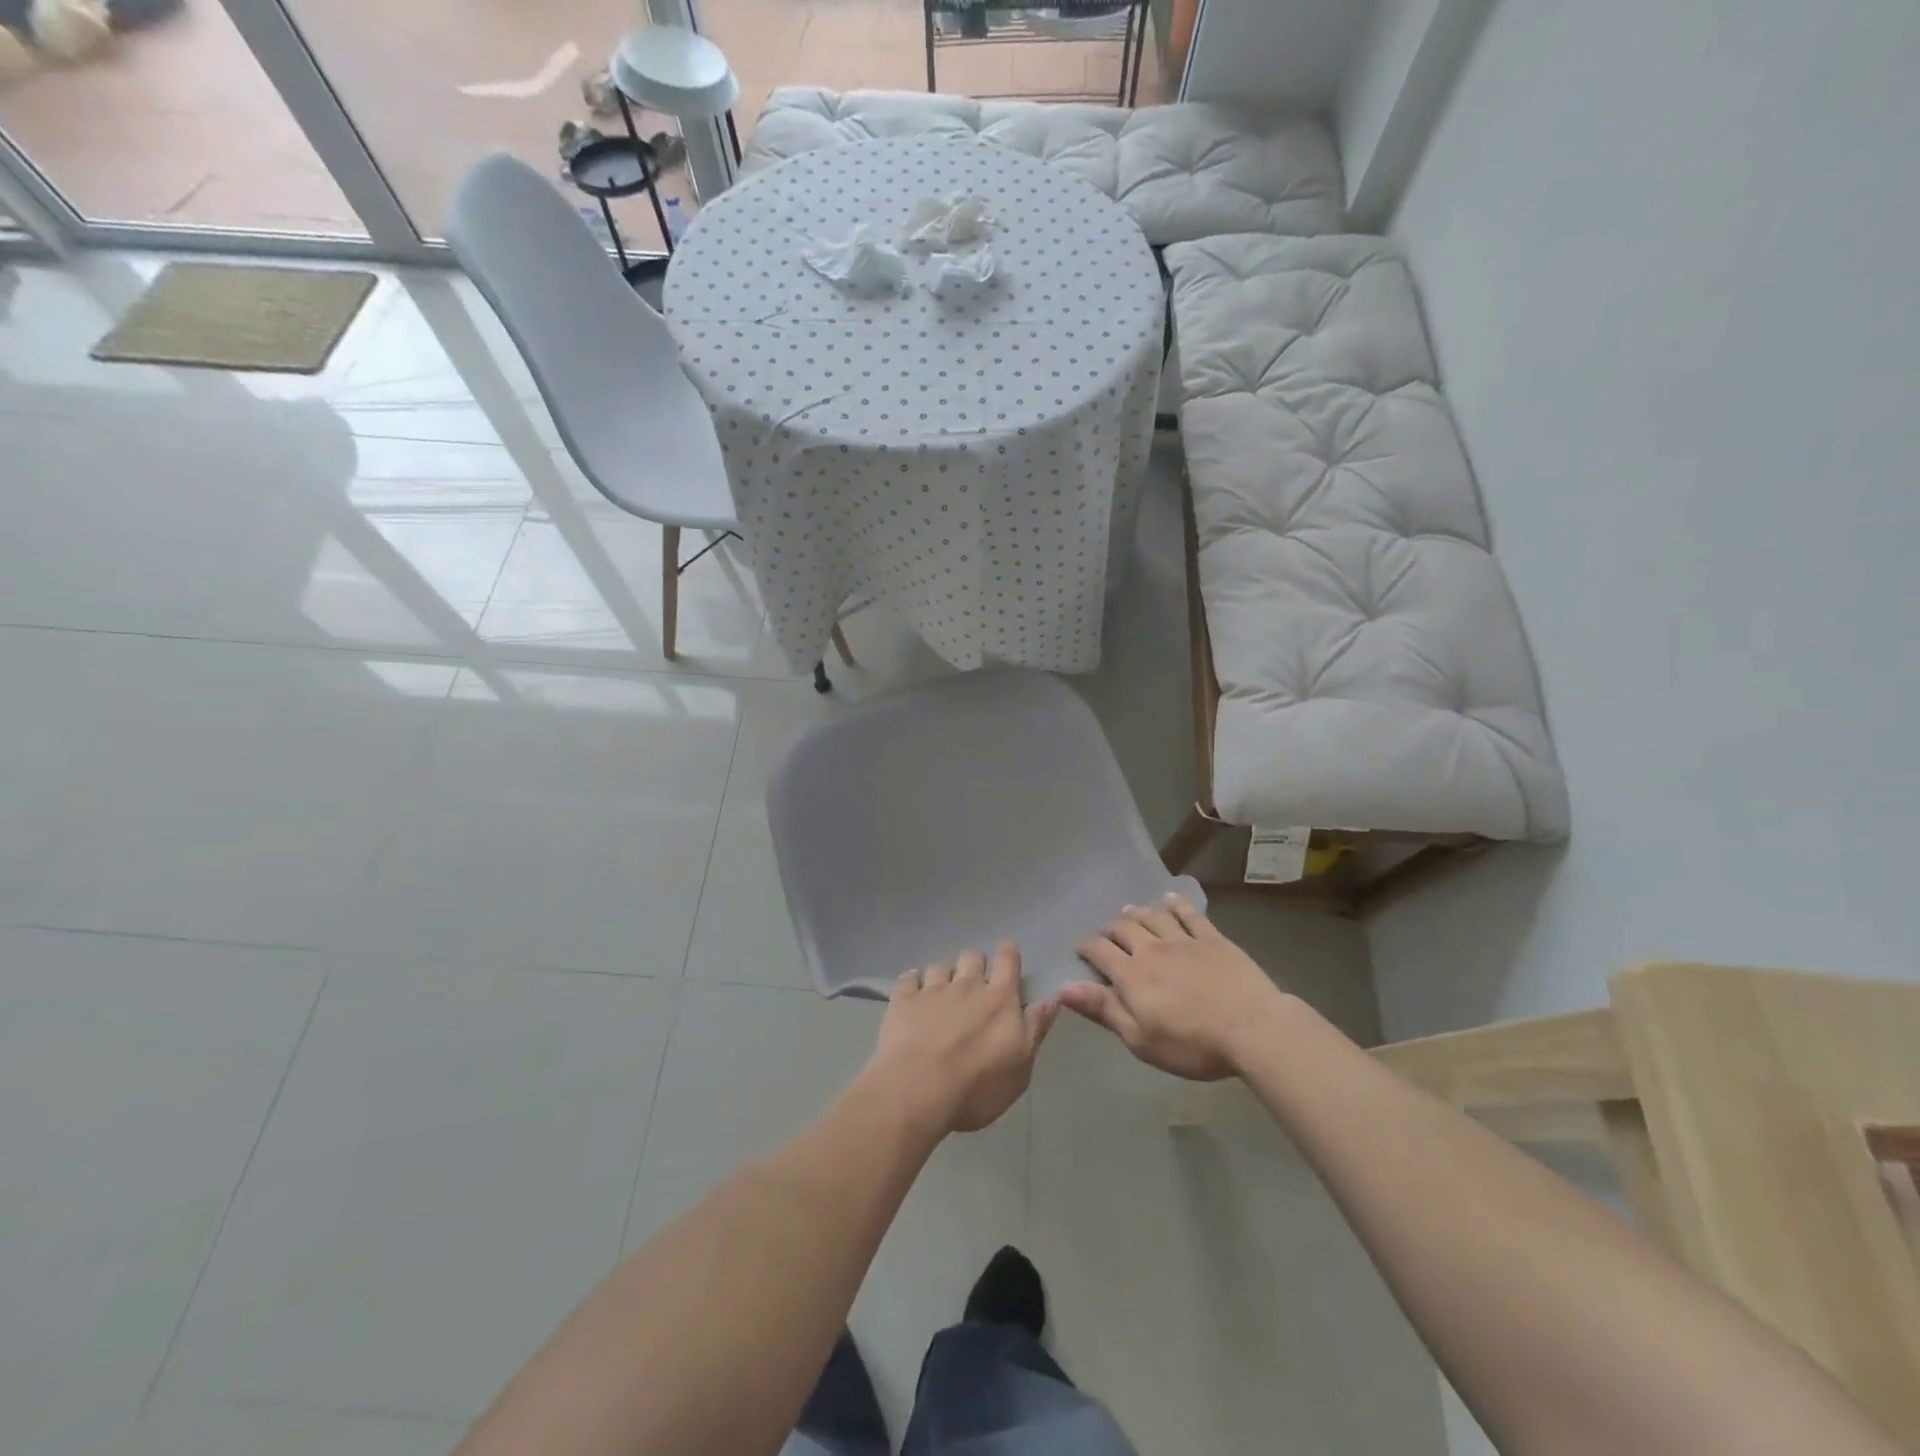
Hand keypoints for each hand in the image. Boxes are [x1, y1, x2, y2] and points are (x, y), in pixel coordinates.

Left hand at [864, 944, 1058, 1135]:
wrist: (917, 1089)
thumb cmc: (976, 1086)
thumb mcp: (1020, 1068)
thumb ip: (1035, 1029)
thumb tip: (1052, 998)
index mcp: (1000, 999)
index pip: (1008, 960)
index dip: (1008, 954)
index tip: (1007, 957)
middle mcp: (967, 985)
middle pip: (973, 956)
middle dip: (975, 965)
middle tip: (973, 986)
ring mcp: (932, 989)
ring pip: (940, 966)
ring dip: (943, 976)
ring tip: (940, 995)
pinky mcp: (903, 999)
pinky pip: (908, 978)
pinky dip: (912, 984)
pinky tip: (911, 997)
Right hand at [1062, 895, 1290, 1079]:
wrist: (1252, 1028)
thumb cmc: (1192, 1044)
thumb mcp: (1140, 1039)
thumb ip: (1103, 1009)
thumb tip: (1063, 987)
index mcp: (1131, 975)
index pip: (1099, 951)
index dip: (1086, 947)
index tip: (1080, 949)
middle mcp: (1152, 949)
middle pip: (1124, 929)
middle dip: (1109, 929)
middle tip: (1105, 933)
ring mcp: (1183, 940)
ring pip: (1153, 917)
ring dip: (1137, 912)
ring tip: (1129, 911)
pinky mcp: (1212, 938)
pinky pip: (1189, 914)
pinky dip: (1176, 904)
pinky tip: (1169, 899)